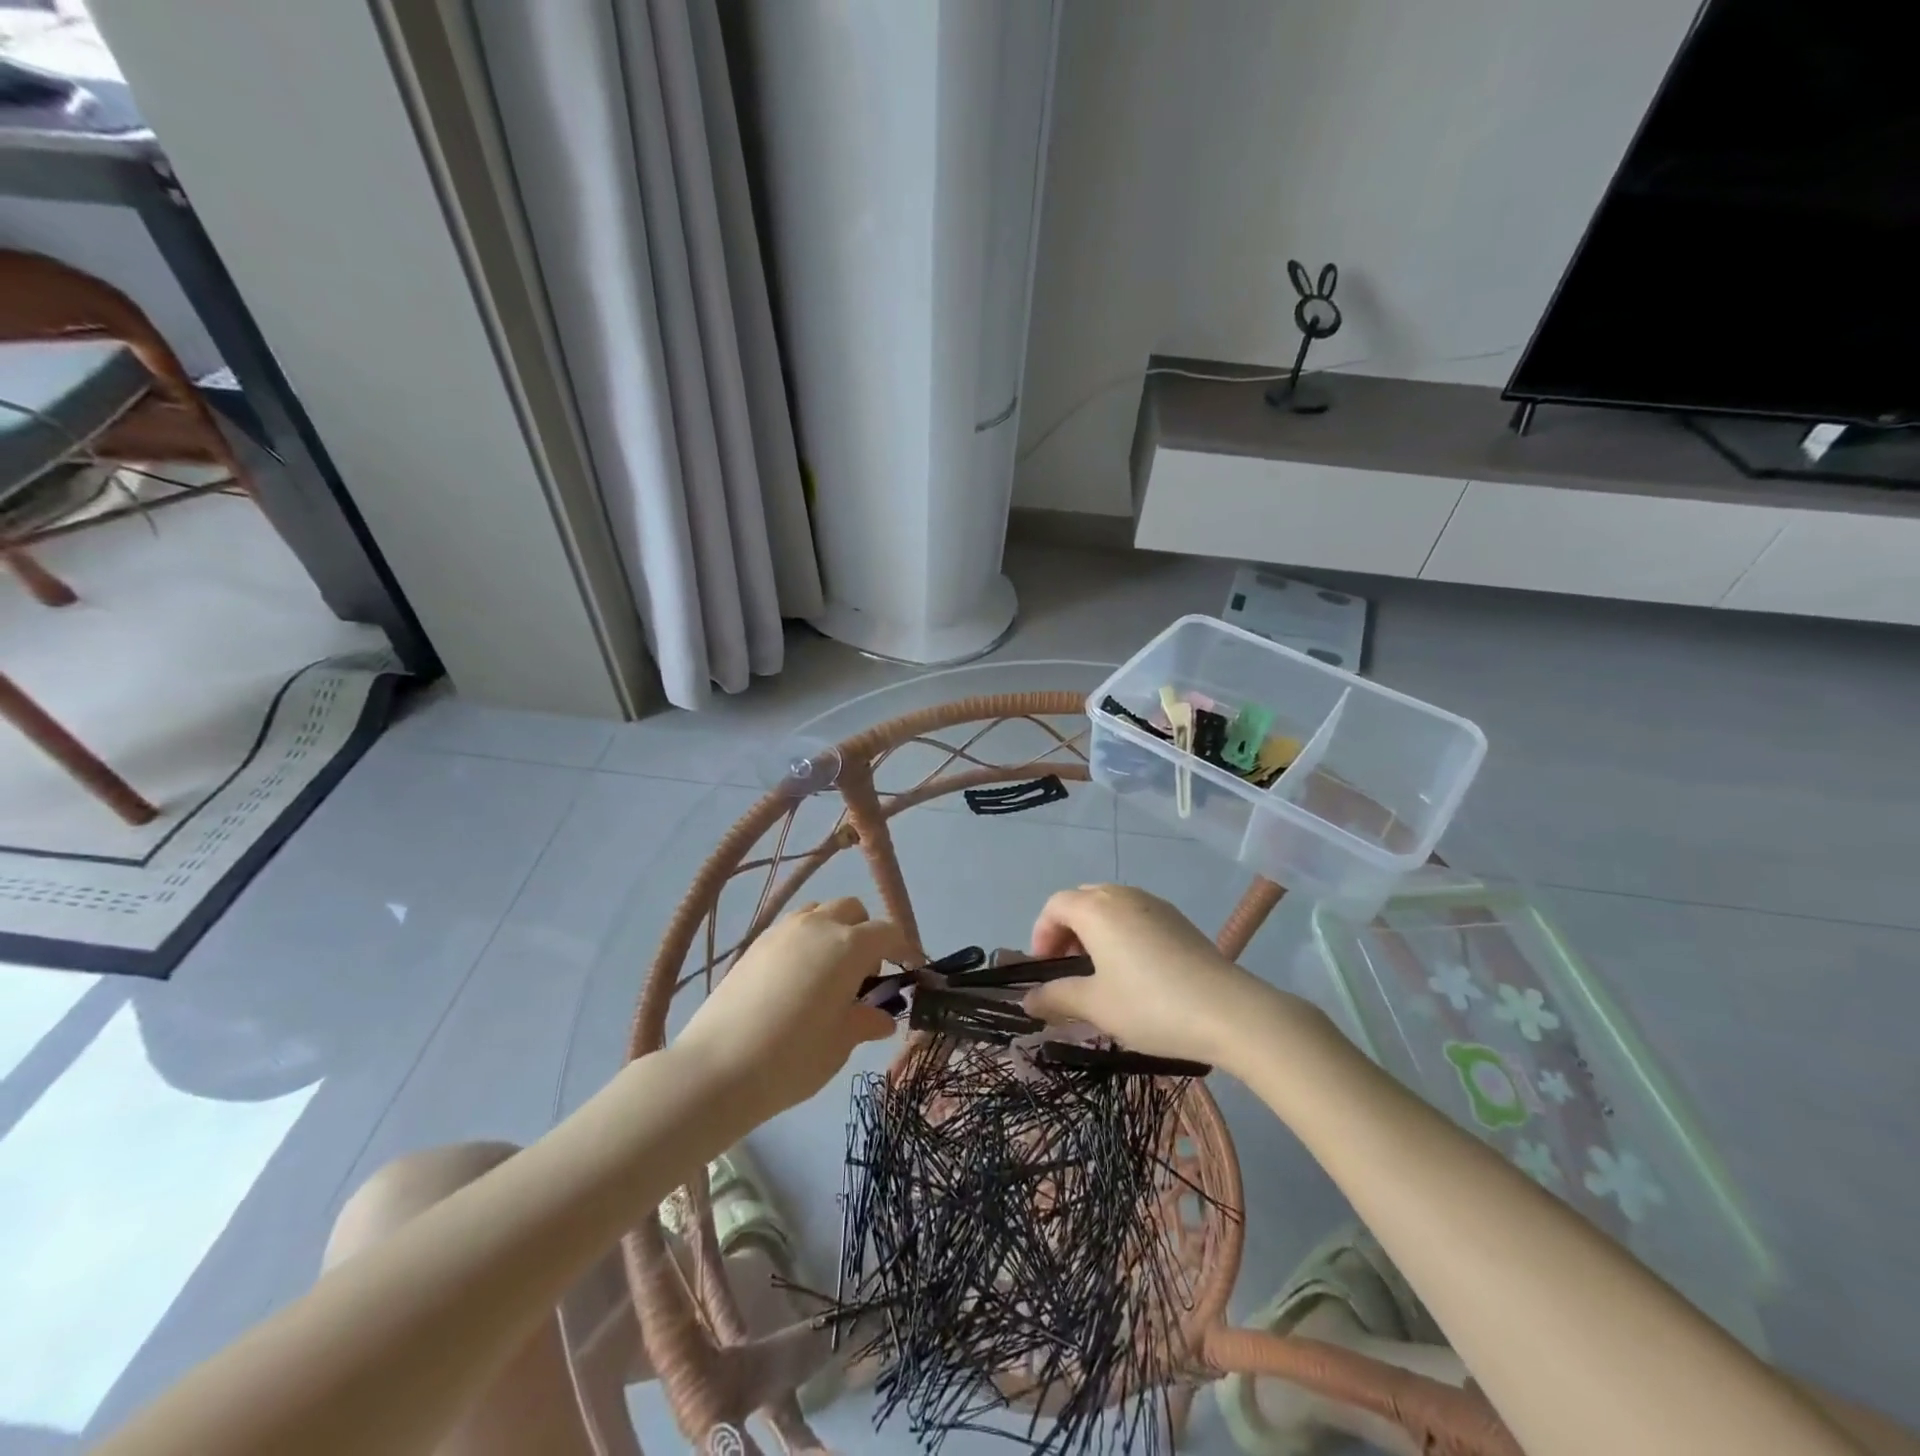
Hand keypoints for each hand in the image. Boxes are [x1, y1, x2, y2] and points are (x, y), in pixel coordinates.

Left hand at [675, 898, 904, 1121]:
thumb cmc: (793, 1058)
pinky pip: (792, 928)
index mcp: (848, 946)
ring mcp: (782, 931)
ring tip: (828, 973)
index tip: (907, 970)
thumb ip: (866, 1021)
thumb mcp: (840, 1044)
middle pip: (852, 909)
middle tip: (864, 974)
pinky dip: (806, 941)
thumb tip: (883, 1017)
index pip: (887, 931)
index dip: (902, 948)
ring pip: (819, 912)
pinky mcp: (755, 944)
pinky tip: (796, 980)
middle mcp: (818, 926)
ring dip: (834, 931)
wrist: (717, 1068)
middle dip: (866, 932)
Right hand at [1021, 884, 1300, 1067]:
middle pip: (1082, 899)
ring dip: (1094, 931)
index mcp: (1097, 909)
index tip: (1044, 969)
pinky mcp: (1178, 919)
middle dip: (1066, 929)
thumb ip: (1057, 997)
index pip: (1055, 906)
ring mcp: (1154, 904)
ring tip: (1099, 971)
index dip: (1041, 934)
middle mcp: (1123, 895)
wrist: (1228, 1011)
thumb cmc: (1150, 1005)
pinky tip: (1134, 971)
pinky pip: (1136, 915)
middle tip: (1067, 967)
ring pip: (1111, 906)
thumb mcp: (1096, 1006)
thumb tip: (1028, 999)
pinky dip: (1121, 933)